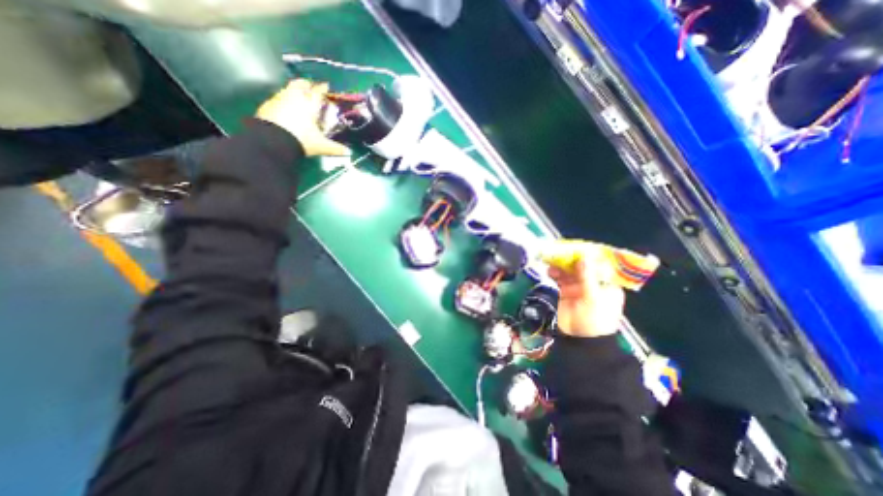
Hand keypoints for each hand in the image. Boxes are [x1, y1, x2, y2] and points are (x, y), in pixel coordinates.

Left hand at [255, 80, 351, 155]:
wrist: (273, 142)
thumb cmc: (302, 140)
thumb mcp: (321, 146)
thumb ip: (335, 148)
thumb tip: (349, 152)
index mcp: (309, 105)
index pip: (317, 92)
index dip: (322, 88)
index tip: (326, 86)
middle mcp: (294, 98)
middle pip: (300, 84)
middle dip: (306, 84)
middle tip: (310, 87)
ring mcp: (279, 99)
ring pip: (287, 89)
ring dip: (293, 91)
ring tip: (298, 98)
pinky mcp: (267, 105)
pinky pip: (277, 99)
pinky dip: (283, 101)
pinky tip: (285, 109)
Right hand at [550, 259, 623, 337]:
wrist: (579, 339)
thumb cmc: (594, 319)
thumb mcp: (593, 297)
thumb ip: (587, 277)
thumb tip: (583, 257)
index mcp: (606, 284)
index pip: (599, 265)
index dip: (589, 256)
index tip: (578, 247)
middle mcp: (593, 283)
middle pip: (582, 266)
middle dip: (571, 260)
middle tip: (560, 252)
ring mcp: (579, 287)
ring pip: (569, 271)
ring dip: (561, 266)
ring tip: (552, 262)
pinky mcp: (566, 291)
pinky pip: (560, 278)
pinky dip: (555, 274)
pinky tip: (550, 271)